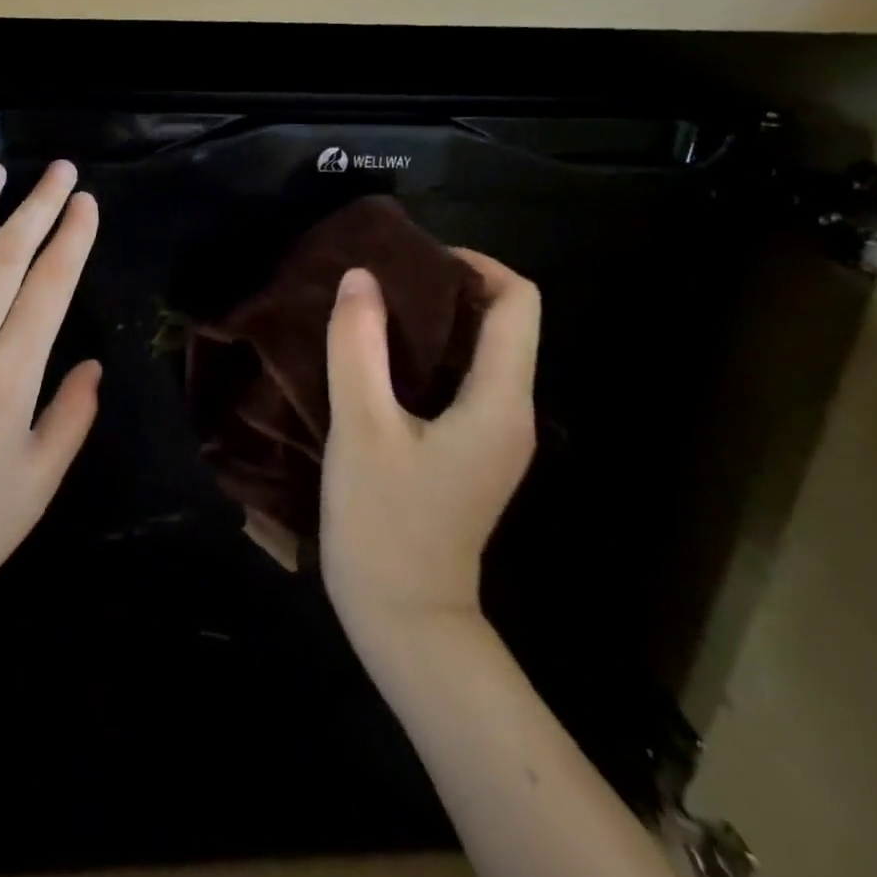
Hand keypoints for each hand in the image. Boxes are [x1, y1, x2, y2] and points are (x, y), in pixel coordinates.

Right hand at [319, 250, 540, 649]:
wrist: (405, 620)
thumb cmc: (385, 522)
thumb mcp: (361, 427)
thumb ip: (359, 346)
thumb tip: (361, 277)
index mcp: (500, 401)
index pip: (518, 303)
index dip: (474, 264)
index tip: (413, 257)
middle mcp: (512, 413)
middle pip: (501, 323)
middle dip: (446, 287)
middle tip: (381, 276)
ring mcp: (494, 437)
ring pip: (478, 353)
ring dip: (432, 322)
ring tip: (372, 307)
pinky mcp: (470, 454)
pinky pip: (460, 382)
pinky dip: (425, 356)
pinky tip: (377, 358)